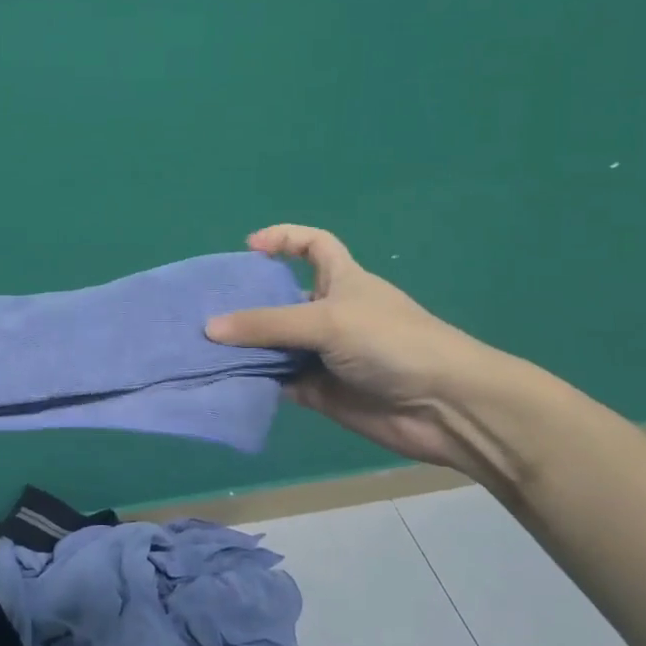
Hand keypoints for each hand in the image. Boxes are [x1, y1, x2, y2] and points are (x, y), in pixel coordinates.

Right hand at [205, 224, 514, 475]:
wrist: (444, 407)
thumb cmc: (392, 342)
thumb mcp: (326, 321)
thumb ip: (267, 324)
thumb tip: (209, 328)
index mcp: (341, 280)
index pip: (312, 244)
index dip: (283, 238)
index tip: (248, 248)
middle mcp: (329, 313)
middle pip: (279, 299)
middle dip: (245, 303)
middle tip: (203, 309)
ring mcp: (323, 354)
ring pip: (273, 344)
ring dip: (243, 347)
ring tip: (201, 347)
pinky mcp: (319, 391)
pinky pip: (278, 381)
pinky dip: (254, 381)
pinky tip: (224, 380)